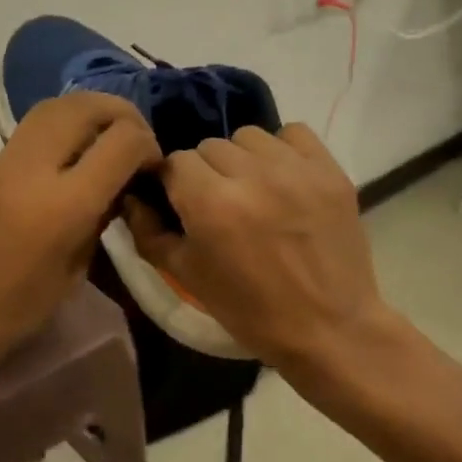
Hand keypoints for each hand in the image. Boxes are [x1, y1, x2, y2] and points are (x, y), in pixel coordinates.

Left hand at [0, 92, 160, 384]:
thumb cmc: (6, 315)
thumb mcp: (70, 276)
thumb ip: (97, 222)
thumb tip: (116, 187)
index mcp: (63, 205)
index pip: (123, 141)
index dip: (148, 145)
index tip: (150, 165)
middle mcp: (31, 169)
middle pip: (84, 105)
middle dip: (119, 112)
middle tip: (132, 136)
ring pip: (52, 108)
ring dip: (86, 113)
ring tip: (102, 139)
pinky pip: (28, 134)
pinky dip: (58, 134)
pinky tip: (63, 163)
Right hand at [123, 123, 399, 382]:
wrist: (328, 329)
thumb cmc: (251, 310)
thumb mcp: (187, 276)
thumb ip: (149, 232)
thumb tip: (132, 198)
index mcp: (210, 203)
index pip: (175, 162)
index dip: (174, 183)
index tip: (184, 204)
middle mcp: (251, 175)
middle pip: (210, 146)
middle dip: (207, 172)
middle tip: (220, 204)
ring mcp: (295, 169)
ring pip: (249, 136)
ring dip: (243, 158)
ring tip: (253, 189)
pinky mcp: (330, 170)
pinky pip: (294, 133)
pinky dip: (283, 150)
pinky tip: (284, 178)